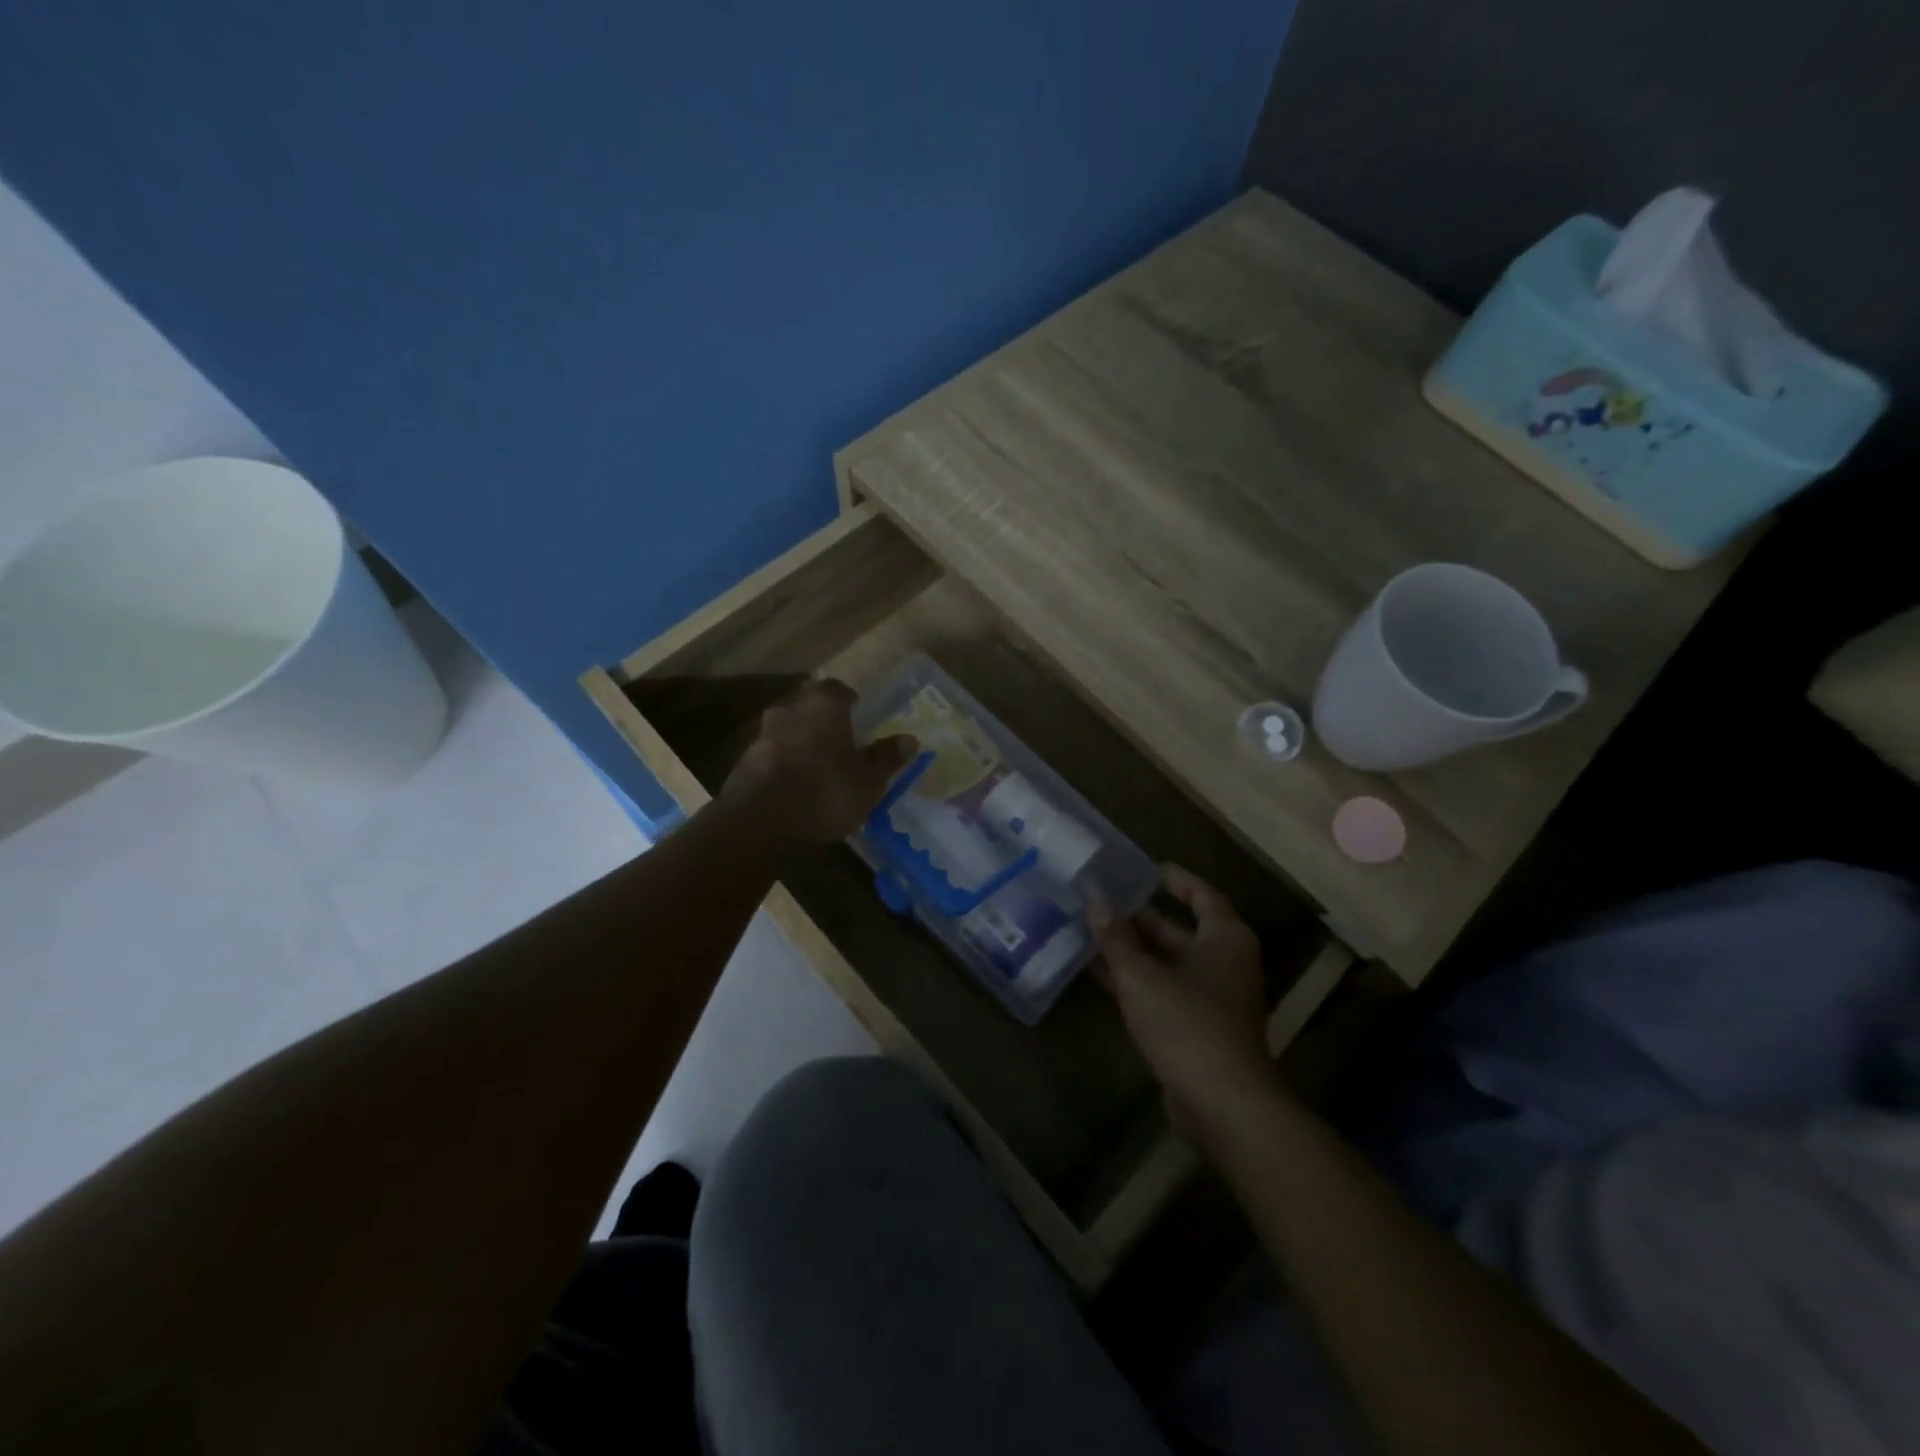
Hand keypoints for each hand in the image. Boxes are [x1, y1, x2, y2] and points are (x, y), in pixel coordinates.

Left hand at [720, 679, 915, 848]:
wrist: (760, 823)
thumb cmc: (825, 792)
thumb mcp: (868, 780)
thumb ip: (886, 757)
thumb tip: (910, 739)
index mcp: (823, 707)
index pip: (835, 688)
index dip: (847, 697)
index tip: (856, 707)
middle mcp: (789, 712)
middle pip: (807, 707)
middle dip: (820, 720)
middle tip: (838, 737)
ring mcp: (761, 737)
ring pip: (786, 732)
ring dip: (799, 743)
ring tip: (816, 765)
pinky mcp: (742, 765)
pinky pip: (770, 757)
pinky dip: (782, 765)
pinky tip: (793, 786)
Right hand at [1091, 866, 1275, 1133]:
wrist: (1222, 1104)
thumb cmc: (1187, 1023)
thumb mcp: (1141, 974)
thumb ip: (1115, 935)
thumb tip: (1093, 894)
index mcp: (1224, 939)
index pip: (1201, 895)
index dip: (1174, 879)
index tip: (1143, 868)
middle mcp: (1224, 963)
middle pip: (1180, 930)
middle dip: (1141, 918)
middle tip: (1102, 900)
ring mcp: (1213, 999)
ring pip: (1168, 964)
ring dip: (1133, 951)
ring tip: (1091, 932)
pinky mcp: (1198, 1030)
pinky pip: (1164, 992)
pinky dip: (1137, 982)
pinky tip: (1100, 975)